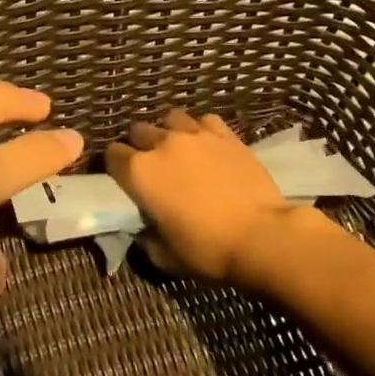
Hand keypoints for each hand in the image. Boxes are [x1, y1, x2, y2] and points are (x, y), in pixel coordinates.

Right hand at [104, 109, 294, 281]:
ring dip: (169, 131)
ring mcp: (195, 135)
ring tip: (178, 149)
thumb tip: (143, 232)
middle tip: (152, 165)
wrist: (262, 236)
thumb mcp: (164, 256)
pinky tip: (208, 145)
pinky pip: (205, 121)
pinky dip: (202, 130)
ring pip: (171, 119)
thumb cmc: (207, 250)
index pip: (112, 155)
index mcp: (139, 172)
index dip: (115, 166)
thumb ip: (146, 239)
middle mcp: (162, 145)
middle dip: (140, 145)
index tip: (123, 178)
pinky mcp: (226, 135)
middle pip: (139, 131)